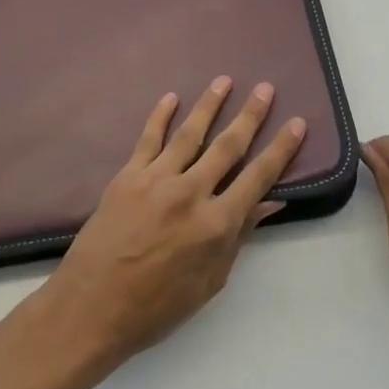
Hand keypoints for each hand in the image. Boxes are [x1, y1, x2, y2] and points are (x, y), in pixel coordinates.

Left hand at [42, 77, 306, 363]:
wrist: (91, 308)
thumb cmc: (157, 307)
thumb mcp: (210, 281)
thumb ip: (239, 237)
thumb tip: (269, 202)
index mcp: (217, 224)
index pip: (258, 177)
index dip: (281, 149)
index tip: (297, 123)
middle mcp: (191, 193)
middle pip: (228, 146)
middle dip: (250, 116)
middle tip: (265, 88)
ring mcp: (156, 180)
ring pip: (190, 134)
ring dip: (209, 105)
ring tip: (225, 81)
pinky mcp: (127, 177)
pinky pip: (148, 139)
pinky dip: (160, 116)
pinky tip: (171, 97)